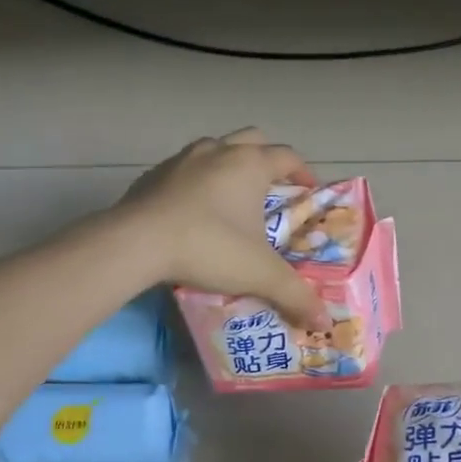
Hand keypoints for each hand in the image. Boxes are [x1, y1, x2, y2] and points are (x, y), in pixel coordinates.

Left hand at [119, 130, 328, 328]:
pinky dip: (194, 182)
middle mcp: (218, 151)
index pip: (287, 157)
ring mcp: (181, 159)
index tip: (308, 192)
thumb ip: (294, 295)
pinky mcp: (152, 175)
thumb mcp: (259, 274)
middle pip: (252, 140)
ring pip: (214, 149)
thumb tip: (324, 321)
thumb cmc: (208, 247)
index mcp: (250, 165)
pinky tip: (191, 211)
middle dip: (266, 159)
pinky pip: (182, 170)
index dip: (303, 172)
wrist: (136, 243)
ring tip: (231, 198)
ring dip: (227, 166)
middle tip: (272, 189)